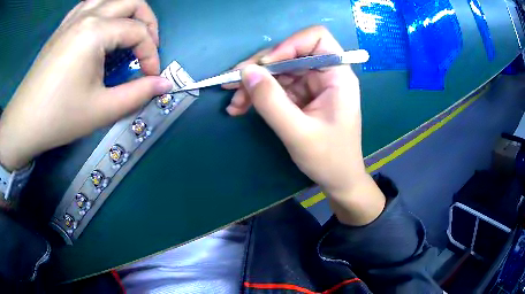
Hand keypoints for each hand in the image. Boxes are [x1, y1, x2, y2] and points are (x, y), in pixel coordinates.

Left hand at [0, 0, 172, 170]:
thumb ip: (138, 94)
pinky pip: (91, 3)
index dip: (151, 53)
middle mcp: (87, 15)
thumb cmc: (59, 117)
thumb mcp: (101, 110)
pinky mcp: (63, 25)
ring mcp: (73, 17)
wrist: (23, 122)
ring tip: (128, 33)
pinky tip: (103, 25)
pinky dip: (105, 8)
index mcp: (95, 31)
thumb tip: (165, 84)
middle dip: (147, 22)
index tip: (151, 77)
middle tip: (146, 47)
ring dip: (127, 10)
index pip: (138, 31)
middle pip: (132, 1)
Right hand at [225, 26, 384, 225]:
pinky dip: (258, 95)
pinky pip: (276, 87)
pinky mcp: (301, 97)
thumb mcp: (298, 133)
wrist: (338, 180)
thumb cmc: (329, 159)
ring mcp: (312, 85)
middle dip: (260, 68)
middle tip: (232, 84)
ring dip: (253, 84)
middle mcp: (326, 74)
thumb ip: (271, 101)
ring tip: (234, 103)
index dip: (289, 44)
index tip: (266, 65)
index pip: (316, 38)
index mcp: (338, 76)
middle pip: (289, 54)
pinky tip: (240, 108)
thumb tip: (246, 72)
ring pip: (278, 71)